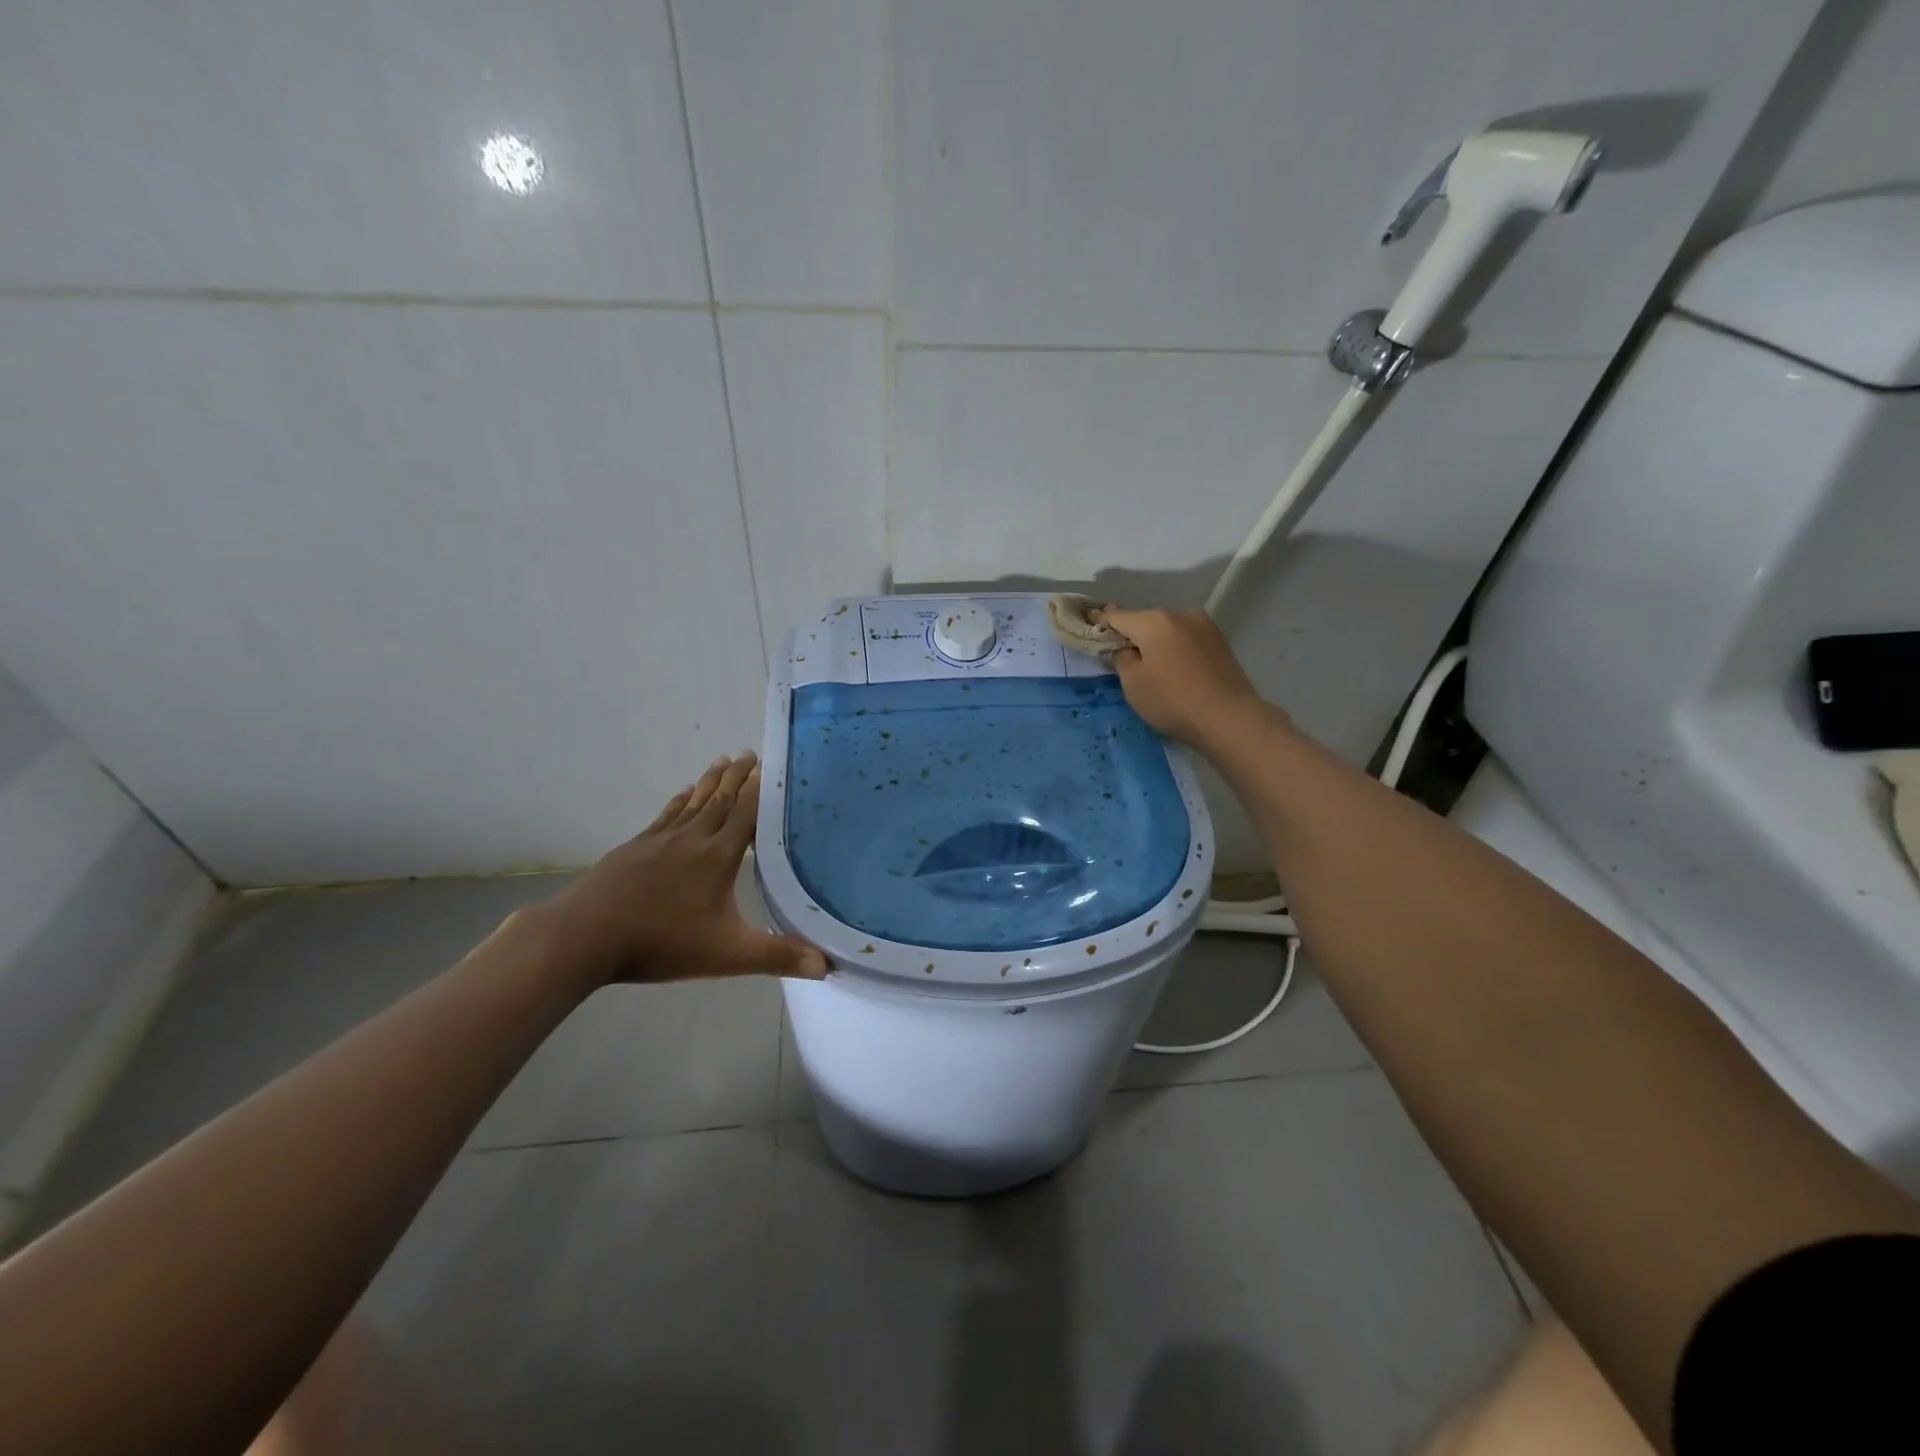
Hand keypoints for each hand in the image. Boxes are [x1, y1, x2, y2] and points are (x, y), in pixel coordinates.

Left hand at [537, 753, 828, 986]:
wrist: (585, 935)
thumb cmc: (662, 942)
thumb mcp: (727, 955)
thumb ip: (777, 955)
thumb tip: (827, 965)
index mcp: (719, 856)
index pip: (745, 814)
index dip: (758, 789)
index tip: (768, 764)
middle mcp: (692, 839)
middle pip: (720, 800)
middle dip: (736, 777)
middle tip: (748, 752)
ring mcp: (659, 841)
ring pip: (692, 803)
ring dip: (710, 782)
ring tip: (721, 761)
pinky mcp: (634, 849)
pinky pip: (665, 816)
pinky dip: (678, 802)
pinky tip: (682, 795)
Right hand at [1095, 606, 1285, 749]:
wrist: (1229, 718)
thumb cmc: (1172, 700)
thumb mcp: (1133, 683)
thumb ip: (1121, 658)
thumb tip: (1122, 647)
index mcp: (1154, 621)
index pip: (1117, 616)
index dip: (1099, 621)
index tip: (1087, 622)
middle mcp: (1180, 614)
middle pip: (1144, 621)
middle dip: (1131, 634)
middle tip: (1118, 653)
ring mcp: (1204, 626)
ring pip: (1167, 630)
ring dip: (1155, 642)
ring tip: (1149, 664)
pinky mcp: (1219, 642)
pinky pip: (1185, 639)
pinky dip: (1174, 648)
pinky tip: (1172, 668)